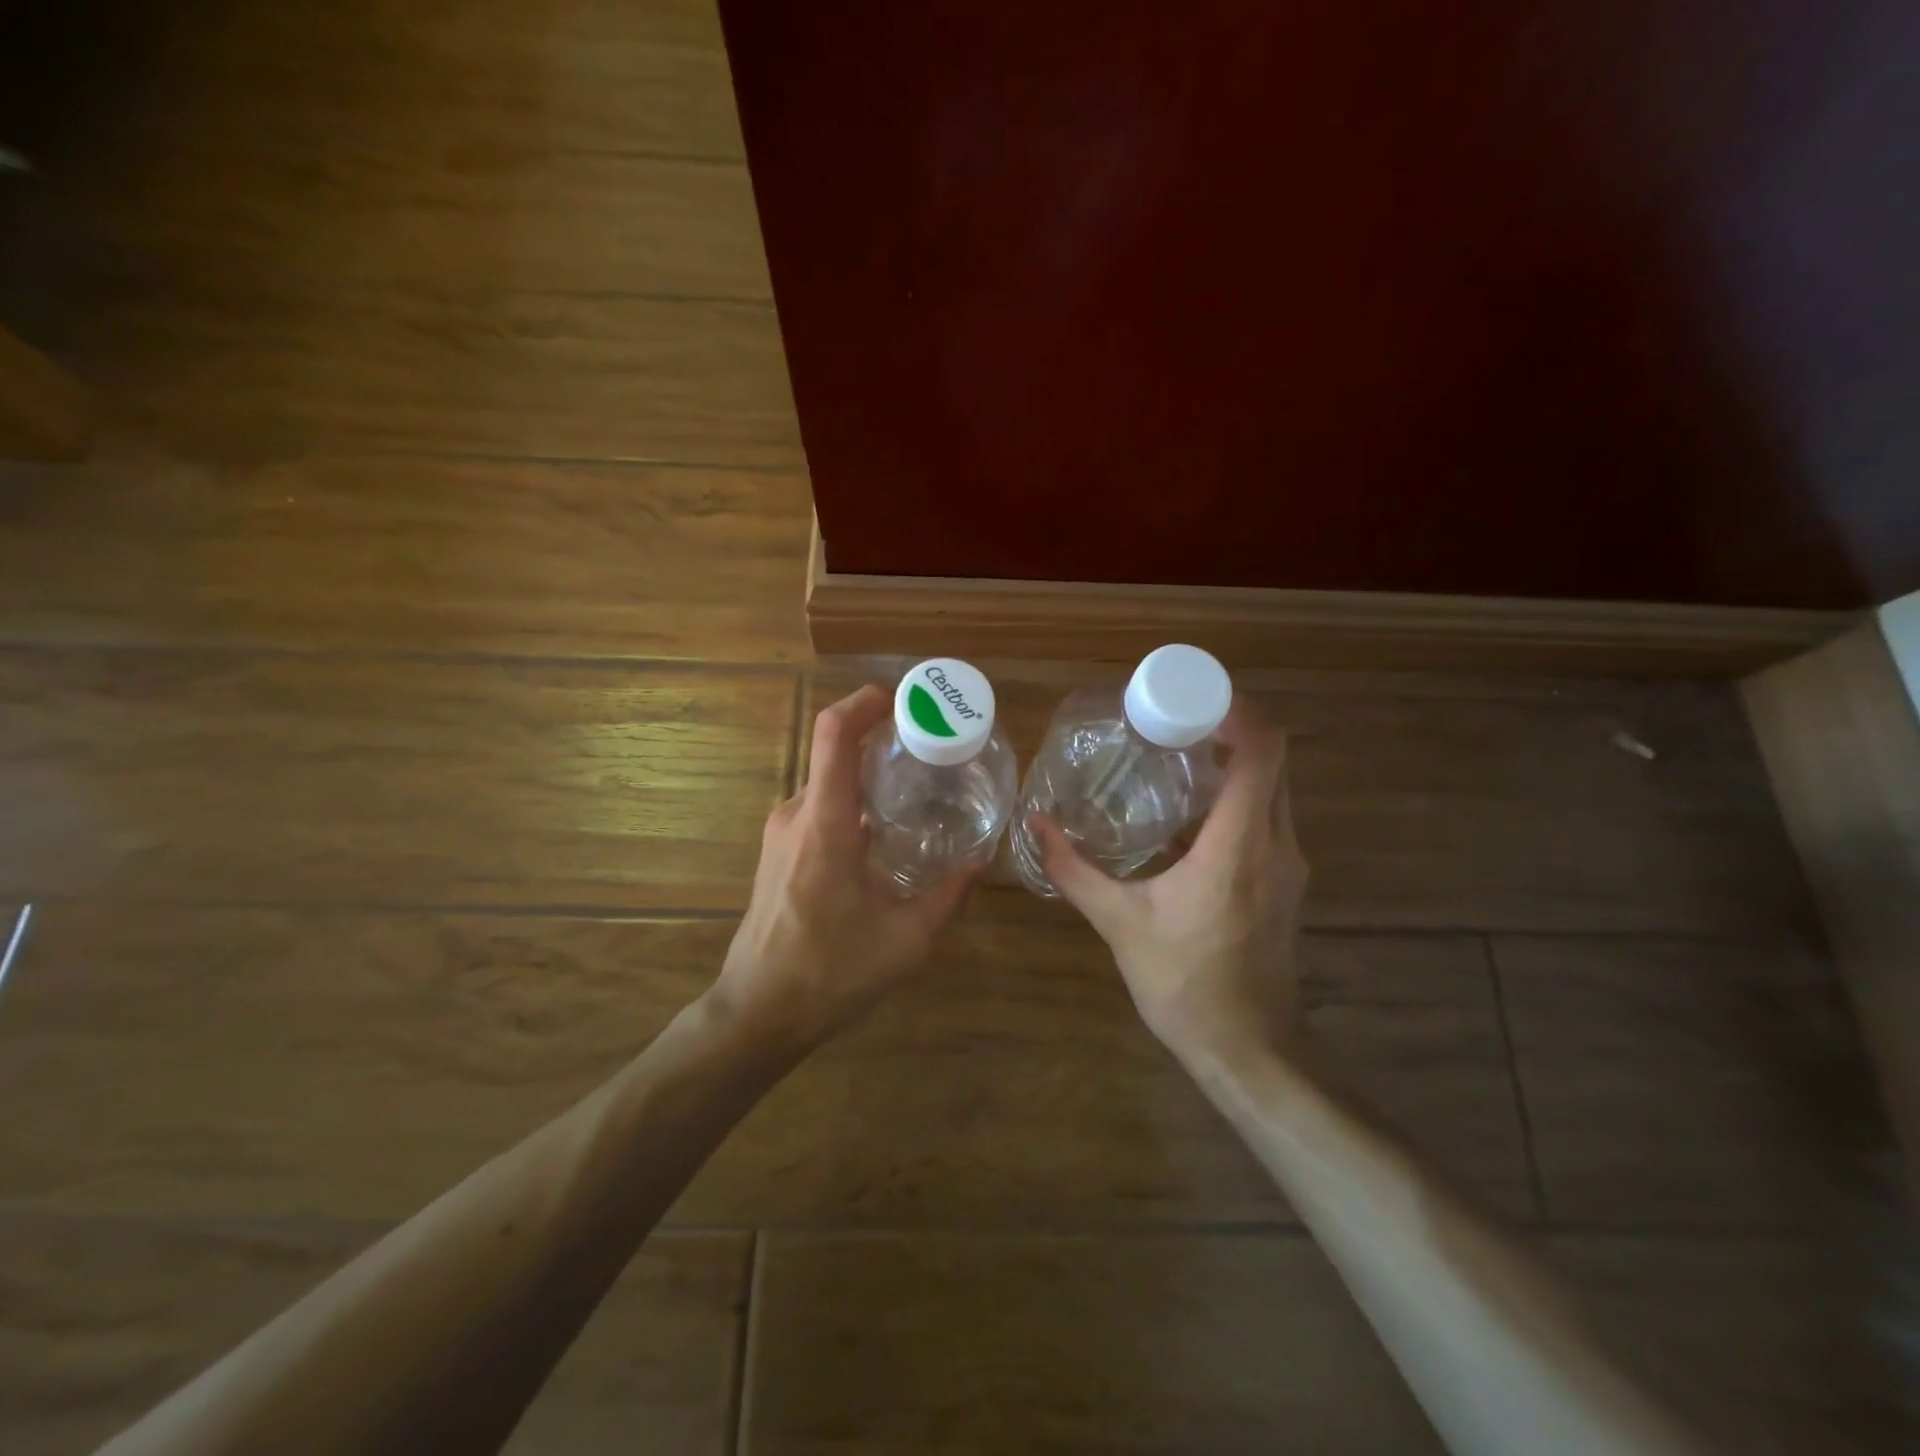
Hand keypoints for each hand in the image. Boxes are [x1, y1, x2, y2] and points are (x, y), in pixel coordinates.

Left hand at [714, 685, 974, 1047]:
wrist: (757, 1012)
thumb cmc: (830, 974)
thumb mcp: (905, 940)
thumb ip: (948, 896)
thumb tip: (980, 863)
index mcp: (825, 823)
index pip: (833, 734)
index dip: (865, 702)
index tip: (903, 700)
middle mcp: (797, 814)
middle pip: (835, 752)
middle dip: (880, 740)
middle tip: (930, 749)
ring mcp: (780, 831)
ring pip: (828, 781)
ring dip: (866, 775)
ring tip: (915, 788)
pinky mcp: (777, 850)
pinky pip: (818, 806)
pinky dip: (851, 801)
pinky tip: (883, 831)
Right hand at [1031, 705, 1307, 1062]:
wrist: (1247, 1050)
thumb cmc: (1184, 983)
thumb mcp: (1119, 922)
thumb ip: (1075, 870)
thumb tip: (1036, 826)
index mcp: (1239, 845)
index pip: (1263, 751)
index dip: (1237, 711)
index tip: (1192, 698)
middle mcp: (1277, 844)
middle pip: (1272, 760)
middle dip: (1229, 729)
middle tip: (1172, 720)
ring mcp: (1288, 865)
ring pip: (1273, 789)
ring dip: (1233, 763)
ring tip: (1175, 757)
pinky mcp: (1284, 883)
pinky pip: (1267, 818)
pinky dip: (1235, 799)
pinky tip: (1186, 815)